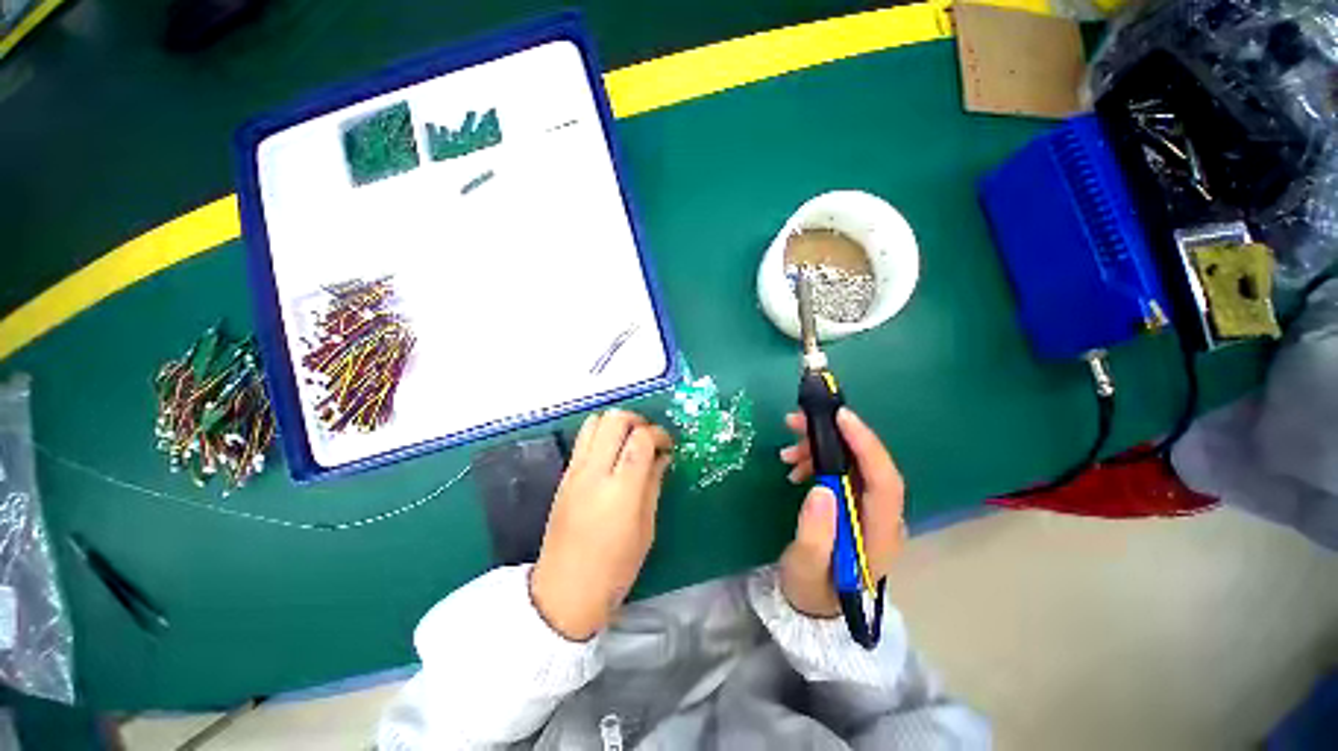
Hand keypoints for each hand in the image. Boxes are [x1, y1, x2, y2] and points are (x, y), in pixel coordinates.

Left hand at [530, 410, 672, 640]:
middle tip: (649, 437)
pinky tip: (612, 454)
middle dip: (638, 420)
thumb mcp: (646, 528)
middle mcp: (594, 472)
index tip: (668, 445)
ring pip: (595, 421)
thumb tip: (662, 456)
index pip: (641, 439)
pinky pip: (583, 438)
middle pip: (615, 419)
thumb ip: (653, 484)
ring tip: (630, 441)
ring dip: (617, 423)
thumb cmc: (615, 568)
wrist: (564, 591)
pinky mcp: (564, 475)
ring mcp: (575, 471)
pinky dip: (601, 434)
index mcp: (620, 489)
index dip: (659, 434)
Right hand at [777, 408, 905, 617]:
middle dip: (833, 437)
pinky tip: (796, 466)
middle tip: (794, 422)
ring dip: (820, 448)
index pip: (885, 481)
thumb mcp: (805, 567)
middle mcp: (882, 516)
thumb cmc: (810, 588)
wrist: (812, 604)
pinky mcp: (853, 504)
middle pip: (867, 464)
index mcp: (879, 534)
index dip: (866, 445)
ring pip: (852, 463)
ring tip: (787, 452)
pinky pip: (840, 470)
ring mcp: (868, 509)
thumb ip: (815, 533)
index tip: (840, 416)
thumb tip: (822, 487)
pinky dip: (817, 460)